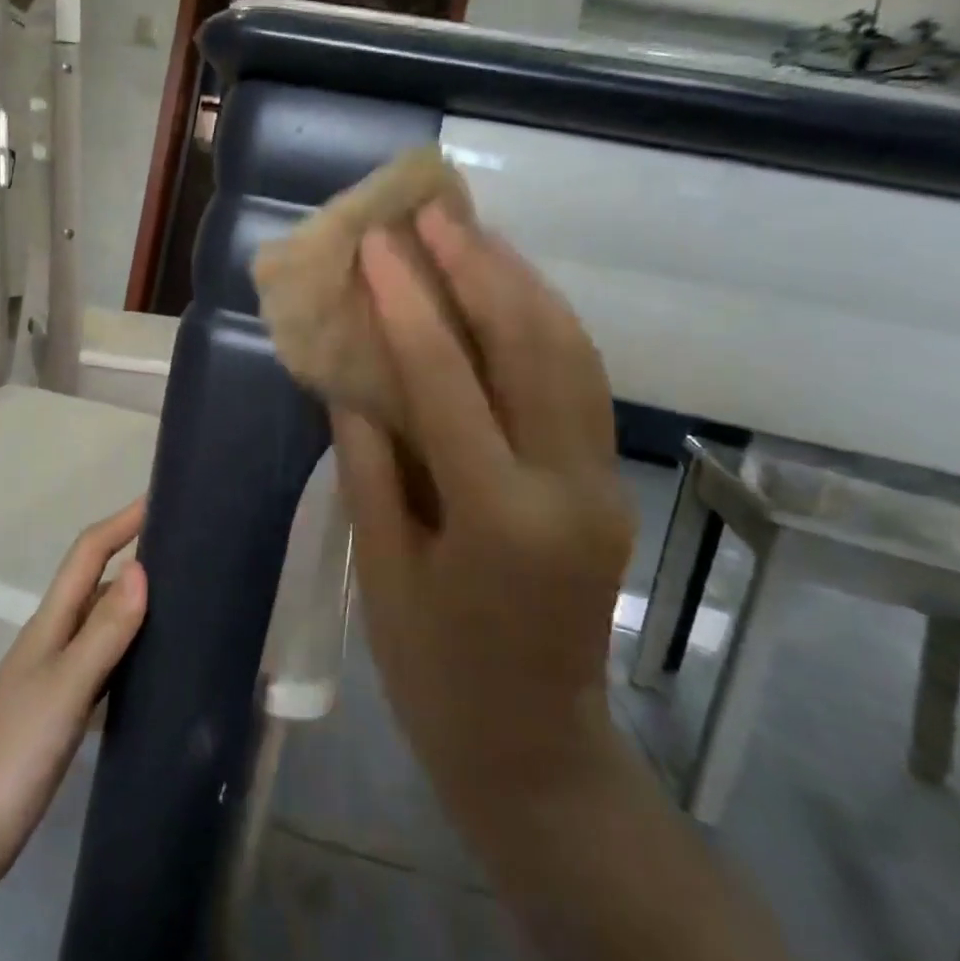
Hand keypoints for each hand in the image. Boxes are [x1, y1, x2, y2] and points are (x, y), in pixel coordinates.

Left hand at [0, 501, 147, 892]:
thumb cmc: (15, 754)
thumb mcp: (65, 688)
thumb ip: (104, 632)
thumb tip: (142, 569)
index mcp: (49, 624)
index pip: (87, 554)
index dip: (120, 522)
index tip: (160, 499)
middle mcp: (52, 638)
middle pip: (95, 581)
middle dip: (133, 553)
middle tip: (186, 548)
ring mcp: (56, 674)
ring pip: (101, 620)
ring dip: (134, 599)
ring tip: (182, 594)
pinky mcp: (63, 707)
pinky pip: (104, 658)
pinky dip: (129, 644)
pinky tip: (155, 658)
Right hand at [332, 203, 633, 827]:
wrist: (532, 747)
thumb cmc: (435, 670)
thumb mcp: (381, 568)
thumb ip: (368, 462)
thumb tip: (353, 376)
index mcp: (499, 517)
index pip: (448, 378)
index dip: (407, 301)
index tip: (377, 243)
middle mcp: (566, 486)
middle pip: (530, 345)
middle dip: (478, 267)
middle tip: (433, 213)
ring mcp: (600, 482)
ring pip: (571, 352)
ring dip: (520, 282)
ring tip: (471, 234)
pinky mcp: (606, 483)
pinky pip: (581, 381)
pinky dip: (545, 323)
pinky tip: (510, 293)